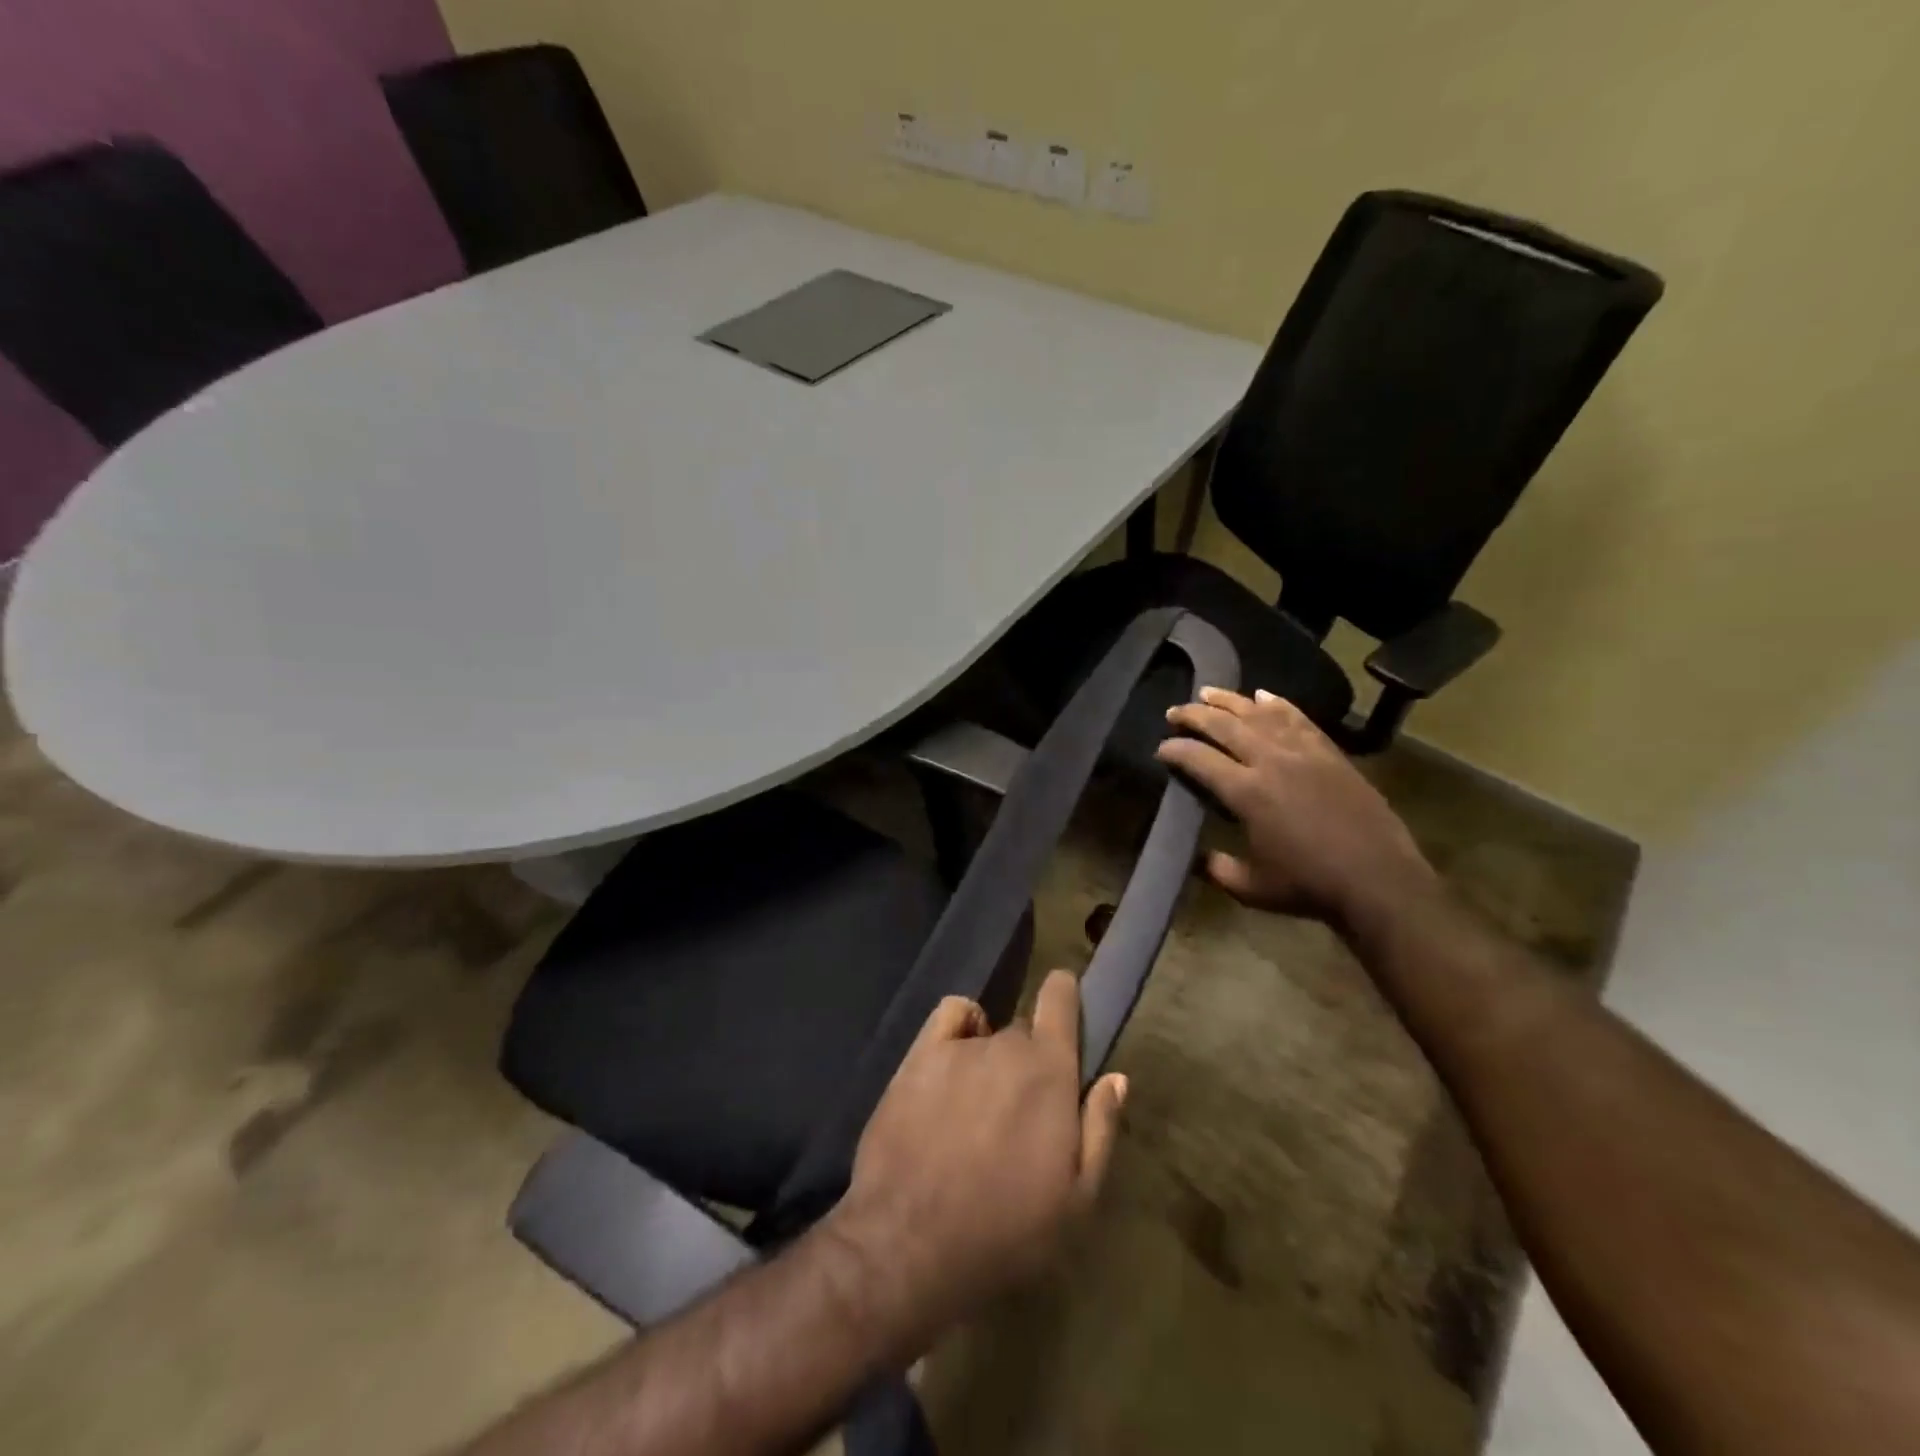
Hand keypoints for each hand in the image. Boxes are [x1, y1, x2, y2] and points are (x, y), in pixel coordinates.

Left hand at [824, 971, 1127, 1351]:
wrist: (910, 1240)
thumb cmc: (1006, 1230)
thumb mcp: (1077, 1200)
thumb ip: (1100, 1129)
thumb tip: (1116, 1077)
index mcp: (1051, 1071)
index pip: (1061, 1000)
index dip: (1065, 995)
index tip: (1066, 1005)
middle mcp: (1007, 1045)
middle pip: (1024, 1033)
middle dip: (1028, 1061)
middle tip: (1020, 1111)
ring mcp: (960, 1046)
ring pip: (987, 1036)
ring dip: (990, 1059)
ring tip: (978, 1107)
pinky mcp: (919, 1054)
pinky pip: (950, 1015)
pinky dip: (959, 1026)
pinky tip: (954, 1061)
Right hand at [1157, 686, 1435, 929]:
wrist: (1380, 881)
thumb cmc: (1310, 887)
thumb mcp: (1250, 887)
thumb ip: (1215, 868)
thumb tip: (1192, 856)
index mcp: (1247, 793)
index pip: (1199, 759)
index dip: (1174, 750)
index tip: (1161, 749)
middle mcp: (1271, 761)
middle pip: (1224, 726)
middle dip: (1194, 715)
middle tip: (1174, 712)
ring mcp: (1303, 752)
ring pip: (1259, 714)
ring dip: (1230, 701)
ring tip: (1208, 692)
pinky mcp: (1329, 753)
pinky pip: (1298, 719)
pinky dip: (1278, 704)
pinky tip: (1263, 695)